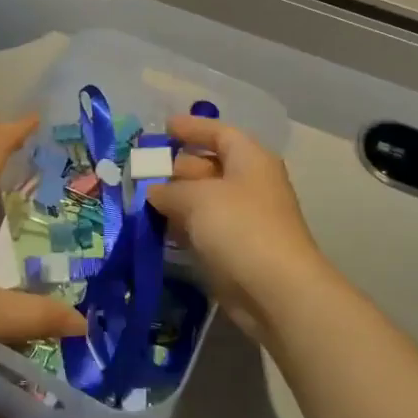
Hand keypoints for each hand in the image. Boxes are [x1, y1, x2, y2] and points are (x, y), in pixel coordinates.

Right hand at [147, 115, 341, 344]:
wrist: (276, 290)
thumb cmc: (240, 227)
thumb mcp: (196, 198)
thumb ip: (169, 190)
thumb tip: (153, 191)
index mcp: (250, 159)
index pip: (220, 133)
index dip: (192, 128)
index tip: (164, 127)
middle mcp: (250, 184)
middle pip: (209, 166)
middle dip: (176, 166)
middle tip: (142, 170)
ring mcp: (244, 218)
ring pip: (204, 200)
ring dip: (175, 199)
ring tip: (141, 199)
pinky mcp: (236, 249)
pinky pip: (204, 228)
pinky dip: (182, 225)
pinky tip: (157, 228)